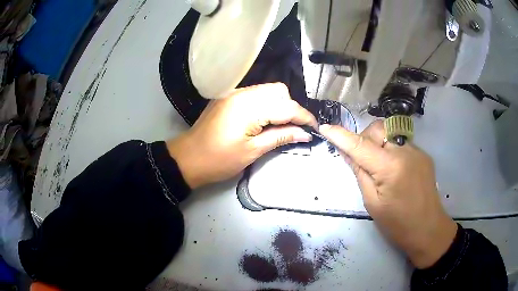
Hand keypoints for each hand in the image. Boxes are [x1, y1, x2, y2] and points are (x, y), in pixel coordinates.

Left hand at [167, 83, 316, 188]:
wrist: (188, 158)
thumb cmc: (219, 160)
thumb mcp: (253, 151)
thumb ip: (281, 137)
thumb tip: (305, 133)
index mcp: (248, 107)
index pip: (286, 106)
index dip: (304, 117)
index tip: (314, 128)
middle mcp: (242, 93)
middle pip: (279, 91)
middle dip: (291, 108)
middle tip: (293, 129)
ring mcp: (234, 93)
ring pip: (268, 90)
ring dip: (279, 105)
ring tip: (280, 126)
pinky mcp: (229, 97)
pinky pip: (255, 94)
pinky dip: (266, 104)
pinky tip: (264, 120)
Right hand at [319, 121, 456, 268]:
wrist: (428, 229)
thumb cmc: (397, 224)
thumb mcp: (372, 203)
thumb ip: (360, 173)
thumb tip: (347, 153)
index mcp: (390, 168)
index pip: (360, 145)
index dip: (341, 136)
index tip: (325, 128)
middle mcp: (405, 151)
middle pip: (378, 129)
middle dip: (365, 138)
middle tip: (363, 159)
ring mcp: (417, 151)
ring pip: (391, 134)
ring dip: (379, 144)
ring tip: (380, 167)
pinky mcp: (423, 155)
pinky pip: (402, 144)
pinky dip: (392, 151)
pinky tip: (396, 171)